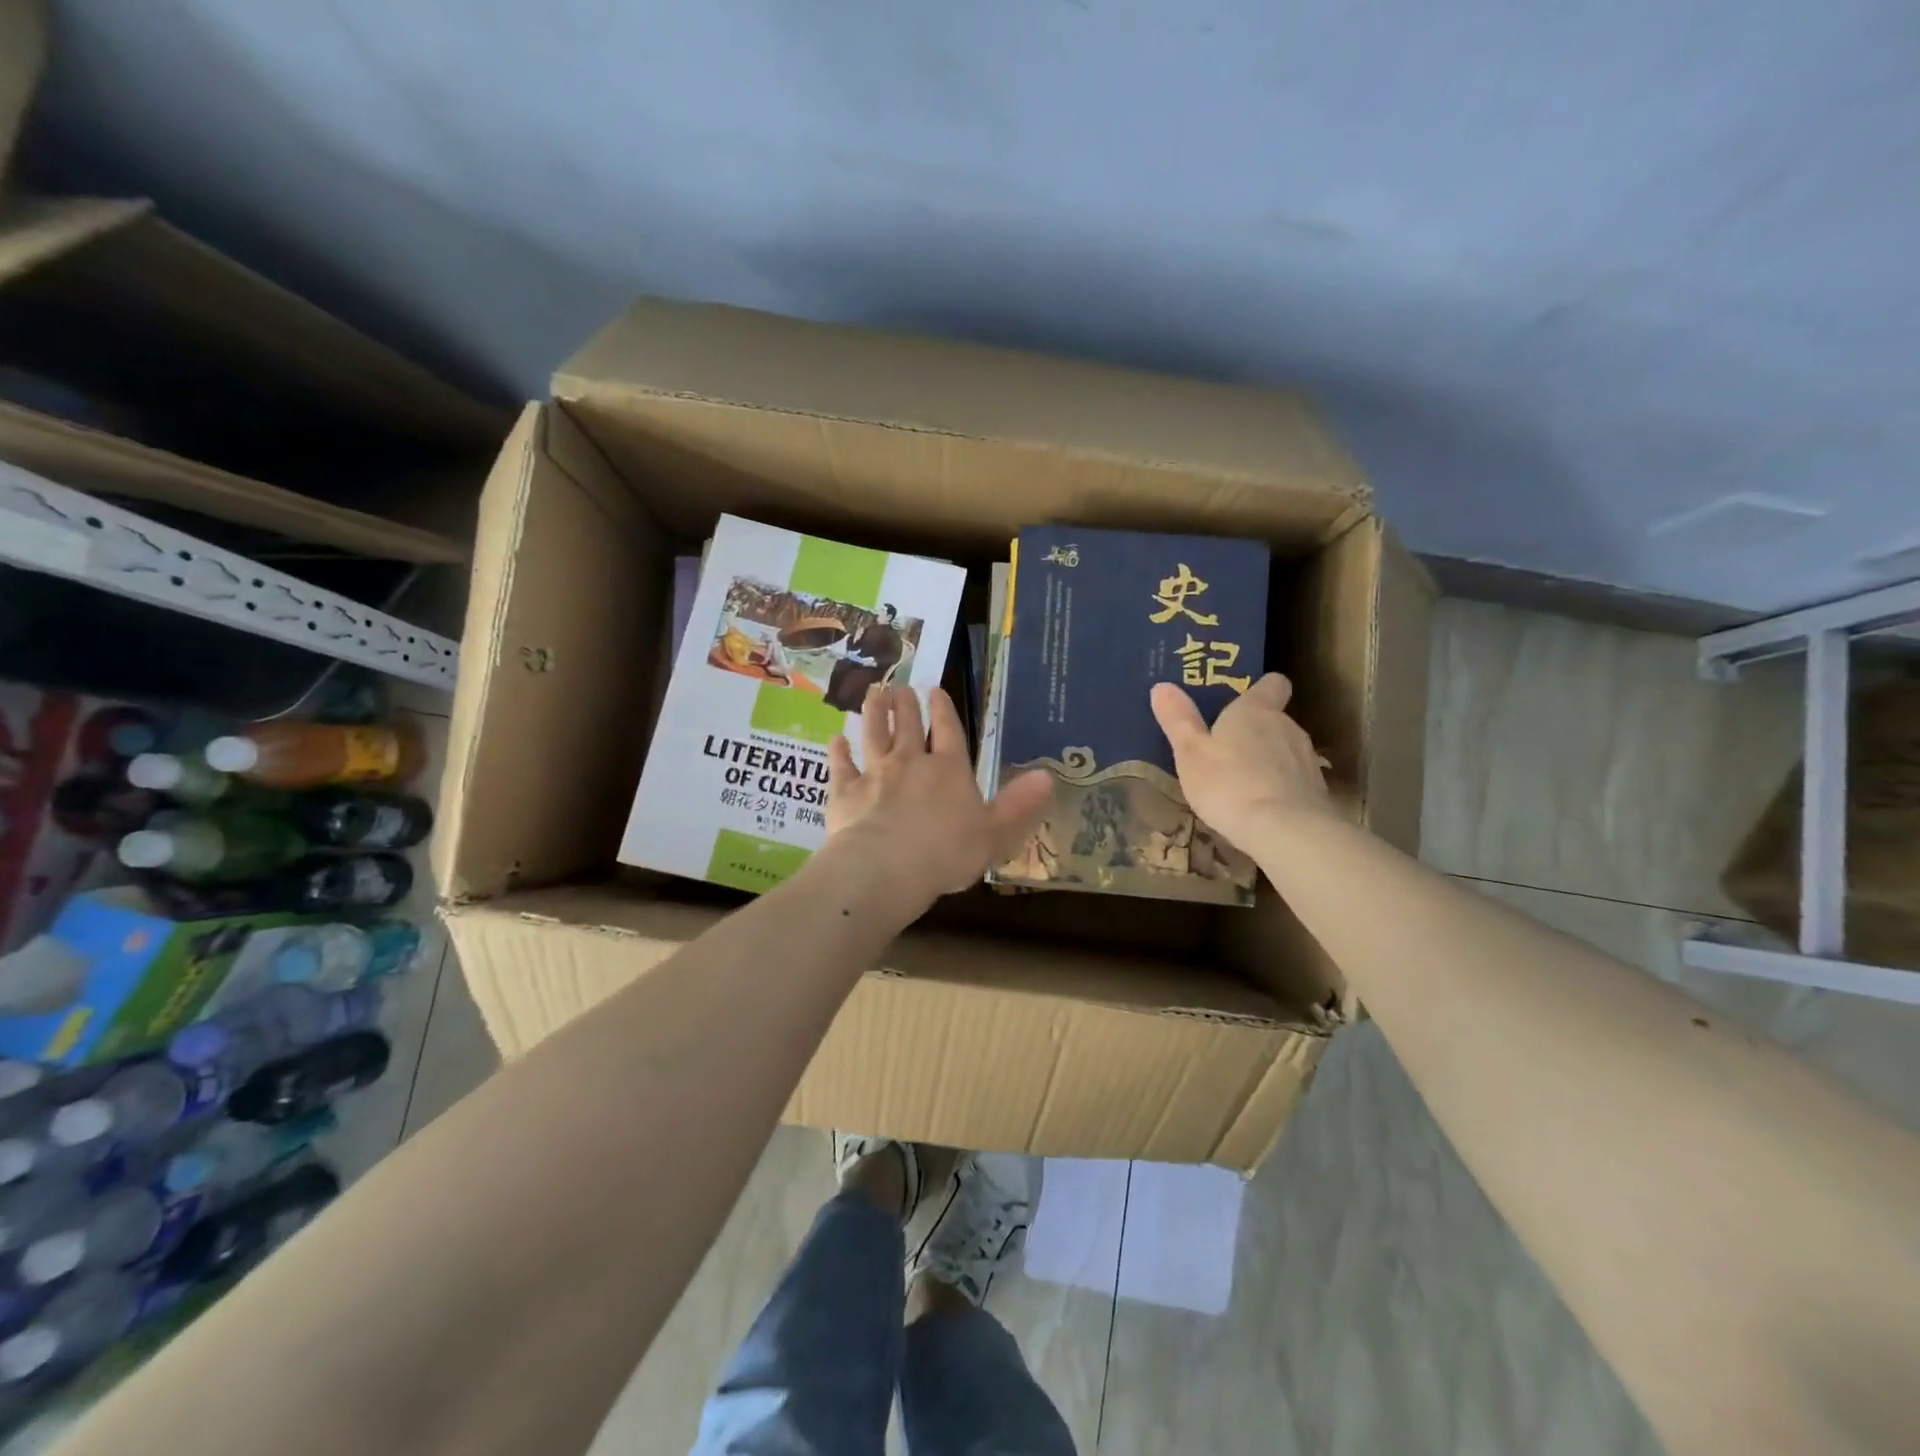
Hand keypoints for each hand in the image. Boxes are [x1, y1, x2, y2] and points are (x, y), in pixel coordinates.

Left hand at [826, 685, 1052, 910]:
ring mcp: (874, 773)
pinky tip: (836, 740)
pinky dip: (839, 751)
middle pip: (907, 724)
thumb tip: (1048, 776)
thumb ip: (1019, 805)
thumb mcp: (995, 833)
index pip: (949, 730)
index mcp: (949, 769)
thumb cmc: (947, 853)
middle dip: (905, 704)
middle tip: (900, 688)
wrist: (886, 868)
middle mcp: (910, 762)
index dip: (944, 709)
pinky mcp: (845, 791)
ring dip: (874, 713)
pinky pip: (841, 765)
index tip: (936, 690)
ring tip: (874, 695)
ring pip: (873, 734)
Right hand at [1150, 673, 1333, 850]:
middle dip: (1255, 730)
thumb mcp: (1190, 753)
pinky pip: (1294, 779)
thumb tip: (1162, 686)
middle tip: (1226, 748)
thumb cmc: (1228, 784)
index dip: (1260, 689)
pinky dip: (1280, 786)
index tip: (1243, 700)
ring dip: (1268, 759)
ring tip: (1242, 781)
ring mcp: (1306, 758)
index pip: (1272, 684)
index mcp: (1255, 711)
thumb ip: (1178, 719)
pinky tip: (1262, 806)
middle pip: (1275, 718)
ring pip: (1285, 749)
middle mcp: (1287, 726)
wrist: (1285, 831)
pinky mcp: (1317, 790)